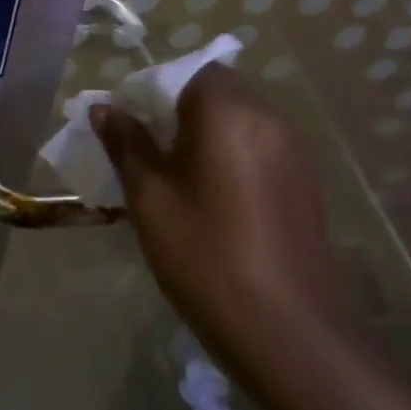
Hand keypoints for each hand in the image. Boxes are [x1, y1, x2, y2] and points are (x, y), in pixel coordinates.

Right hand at [91, 64, 355, 391]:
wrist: (293, 338)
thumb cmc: (208, 258)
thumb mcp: (151, 199)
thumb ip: (126, 144)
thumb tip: (104, 108)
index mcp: (228, 110)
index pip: (185, 71)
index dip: (152, 90)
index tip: (131, 127)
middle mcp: (267, 116)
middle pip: (213, 90)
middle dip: (177, 110)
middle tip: (149, 153)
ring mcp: (293, 149)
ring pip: (238, 118)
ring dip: (206, 132)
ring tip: (179, 179)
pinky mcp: (306, 181)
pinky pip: (259, 145)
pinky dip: (232, 153)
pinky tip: (216, 200)